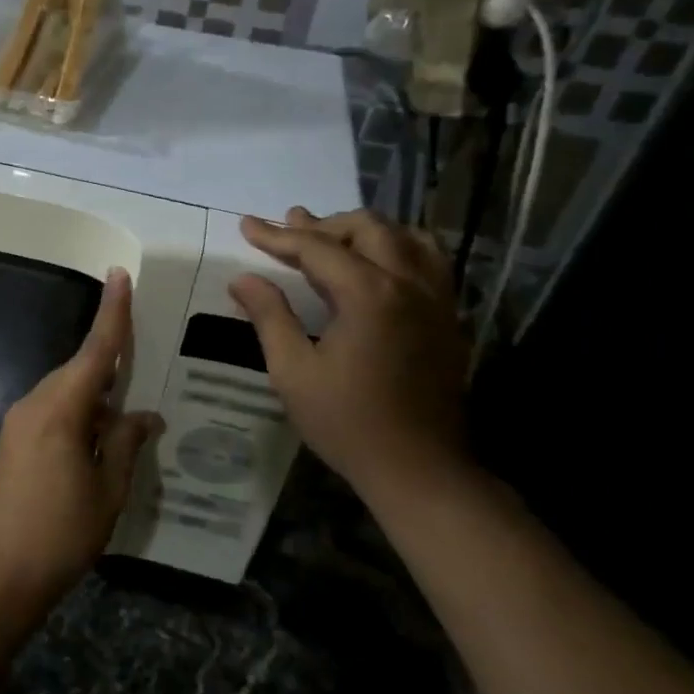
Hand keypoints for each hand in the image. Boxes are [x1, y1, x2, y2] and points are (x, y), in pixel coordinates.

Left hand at [0, 269, 162, 611]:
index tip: (119, 275)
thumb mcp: (108, 491)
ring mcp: (19, 422)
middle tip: (144, 364)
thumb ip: (126, 444)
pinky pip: (53, 410)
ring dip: (96, 395)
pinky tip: (100, 436)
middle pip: (79, 370)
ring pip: (65, 391)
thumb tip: (144, 415)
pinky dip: (79, 412)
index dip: (111, 314)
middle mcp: (35, 405)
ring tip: (128, 412)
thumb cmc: (61, 533)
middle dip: (110, 365)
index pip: (94, 352)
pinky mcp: (13, 441)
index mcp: (61, 410)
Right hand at [228, 209, 469, 497]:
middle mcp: (409, 284)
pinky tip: (380, 266)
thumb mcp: (293, 372)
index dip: (277, 236)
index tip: (247, 225)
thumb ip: (270, 316)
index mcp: (369, 294)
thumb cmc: (347, 423)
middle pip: (368, 229)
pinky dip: (400, 249)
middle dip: (323, 224)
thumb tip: (243, 278)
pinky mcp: (449, 319)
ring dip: (366, 231)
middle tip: (289, 229)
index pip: (316, 248)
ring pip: (407, 237)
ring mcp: (437, 299)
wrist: (418, 468)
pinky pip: (430, 262)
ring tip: (335, 239)